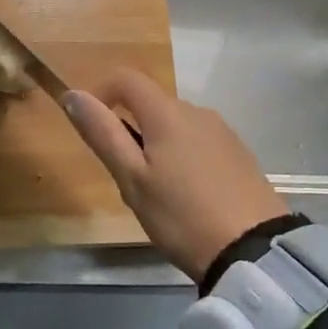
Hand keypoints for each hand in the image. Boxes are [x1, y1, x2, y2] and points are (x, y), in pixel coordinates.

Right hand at [64, 69, 287, 281]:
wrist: (253, 250)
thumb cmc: (181, 216)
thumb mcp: (132, 179)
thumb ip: (103, 134)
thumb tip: (74, 94)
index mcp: (168, 113)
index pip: (127, 78)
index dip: (101, 92)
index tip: (91, 125)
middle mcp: (198, 112)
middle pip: (152, 104)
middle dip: (130, 129)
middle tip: (126, 178)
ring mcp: (223, 132)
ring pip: (176, 125)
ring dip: (156, 145)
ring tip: (157, 194)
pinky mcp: (239, 154)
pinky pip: (199, 142)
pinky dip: (182, 157)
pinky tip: (187, 197)